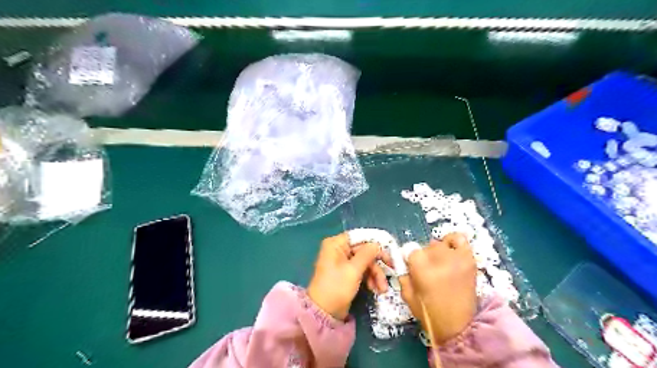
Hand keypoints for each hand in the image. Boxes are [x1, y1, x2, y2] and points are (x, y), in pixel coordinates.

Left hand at [308, 235, 388, 319]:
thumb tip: (377, 244)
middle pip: (364, 250)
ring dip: (375, 274)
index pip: (359, 237)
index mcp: (336, 244)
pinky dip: (369, 278)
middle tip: (390, 270)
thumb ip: (367, 254)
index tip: (388, 251)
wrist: (324, 313)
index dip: (374, 243)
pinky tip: (375, 289)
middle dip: (376, 264)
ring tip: (382, 288)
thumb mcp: (353, 270)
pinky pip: (362, 270)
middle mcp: (339, 249)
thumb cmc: (336, 288)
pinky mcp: (346, 273)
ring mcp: (342, 262)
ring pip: (365, 261)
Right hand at [398, 232, 474, 344]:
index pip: (411, 251)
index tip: (412, 267)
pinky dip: (453, 242)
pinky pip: (459, 239)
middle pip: (426, 247)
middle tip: (427, 271)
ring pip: (440, 244)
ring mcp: (457, 259)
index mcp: (423, 271)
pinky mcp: (469, 260)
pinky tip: (451, 253)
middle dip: (423, 258)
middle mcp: (440, 261)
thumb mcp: (408, 295)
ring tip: (440, 265)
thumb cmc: (430, 314)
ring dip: (437, 252)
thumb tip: (403, 260)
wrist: (459, 327)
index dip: (410, 259)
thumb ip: (403, 274)